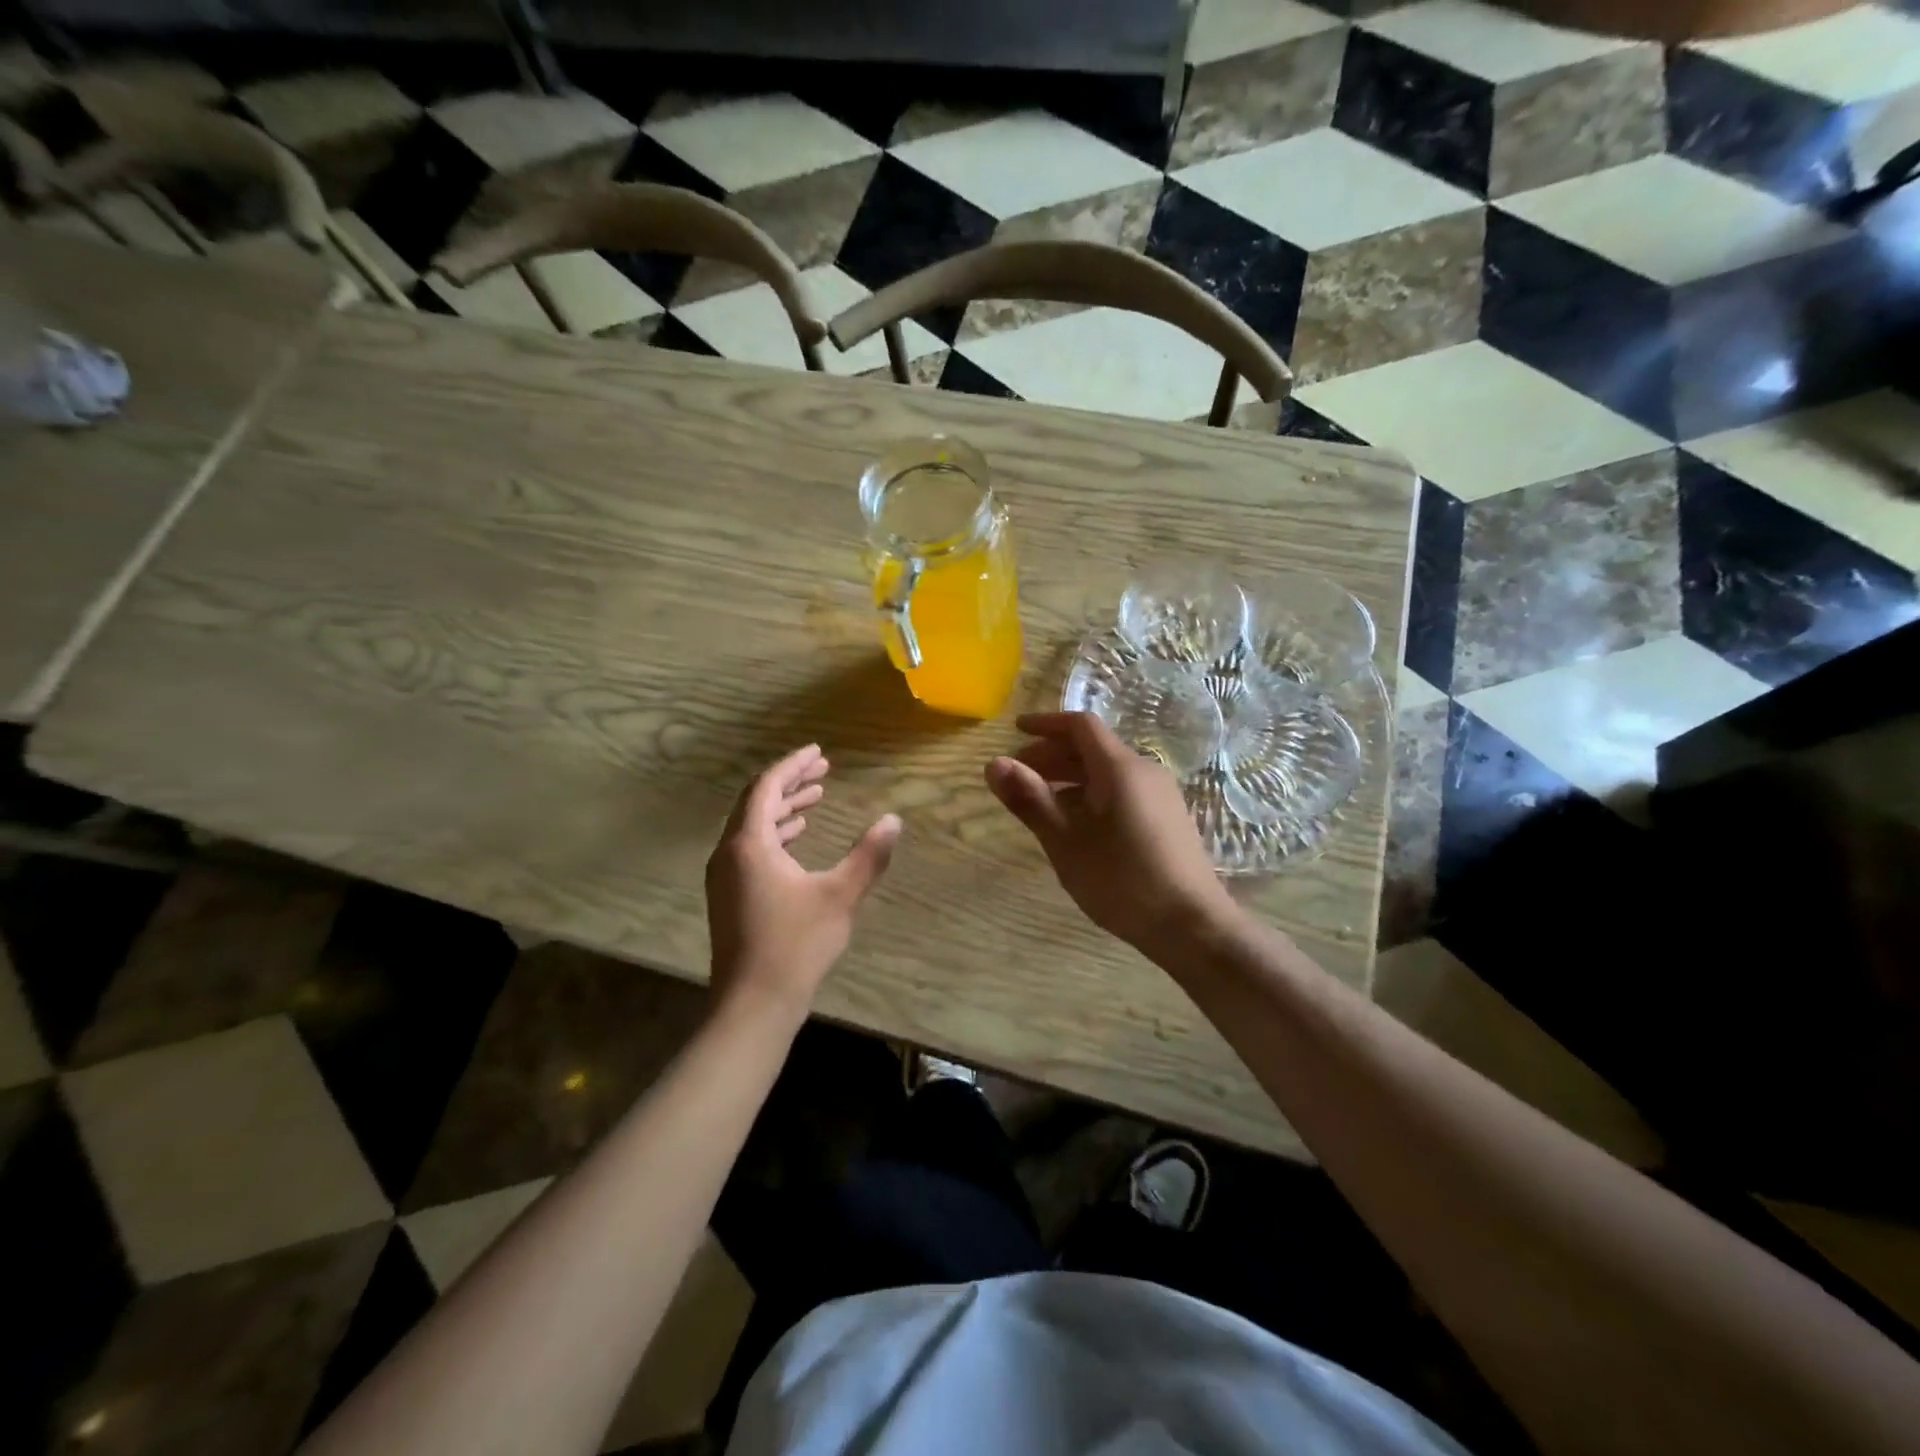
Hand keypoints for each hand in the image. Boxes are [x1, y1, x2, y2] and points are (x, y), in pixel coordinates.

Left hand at [706, 745, 900, 1021]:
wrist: (753, 1004)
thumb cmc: (796, 945)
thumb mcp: (840, 896)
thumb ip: (868, 856)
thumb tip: (893, 820)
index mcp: (749, 844)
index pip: (767, 787)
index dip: (793, 765)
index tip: (818, 752)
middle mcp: (729, 853)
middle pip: (757, 802)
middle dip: (790, 783)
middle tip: (823, 770)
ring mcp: (725, 876)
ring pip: (753, 826)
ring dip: (783, 808)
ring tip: (817, 796)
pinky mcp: (729, 895)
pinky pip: (751, 847)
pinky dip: (776, 833)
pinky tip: (798, 837)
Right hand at [986, 712, 1235, 956]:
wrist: (1193, 926)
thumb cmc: (1123, 881)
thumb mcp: (1066, 842)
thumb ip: (1030, 800)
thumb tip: (993, 764)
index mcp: (1120, 768)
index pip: (1080, 725)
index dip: (1045, 724)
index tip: (1014, 731)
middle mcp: (1144, 771)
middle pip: (1093, 747)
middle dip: (1052, 755)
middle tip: (1018, 775)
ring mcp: (1160, 795)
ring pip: (1107, 771)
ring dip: (1070, 777)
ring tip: (1040, 803)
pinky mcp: (1167, 818)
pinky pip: (1122, 790)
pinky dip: (1092, 794)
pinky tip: (1077, 825)